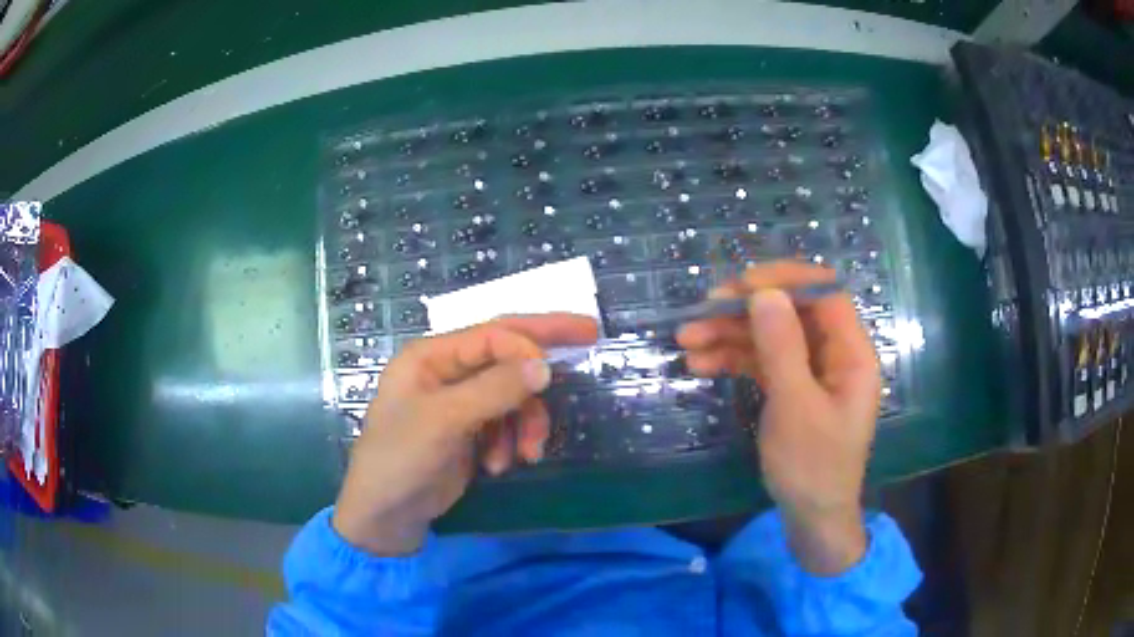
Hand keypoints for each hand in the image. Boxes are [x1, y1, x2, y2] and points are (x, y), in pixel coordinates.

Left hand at [332, 314, 598, 555]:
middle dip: (544, 351)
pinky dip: (513, 442)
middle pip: (506, 353)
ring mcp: (459, 403)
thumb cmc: (400, 459)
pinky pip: (507, 423)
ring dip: (526, 424)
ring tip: (525, 456)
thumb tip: (546, 365)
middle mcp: (446, 372)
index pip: (491, 335)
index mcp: (431, 357)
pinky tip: (499, 466)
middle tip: (591, 333)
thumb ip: (494, 390)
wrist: (385, 515)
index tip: (554, 373)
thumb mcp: (443, 422)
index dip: (527, 345)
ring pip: (513, 395)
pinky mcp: (470, 432)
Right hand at [677, 261, 880, 573]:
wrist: (811, 518)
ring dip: (730, 334)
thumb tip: (763, 292)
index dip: (782, 280)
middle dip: (745, 310)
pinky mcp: (792, 387)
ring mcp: (811, 370)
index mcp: (851, 352)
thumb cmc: (813, 466)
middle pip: (791, 311)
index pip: (823, 292)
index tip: (739, 286)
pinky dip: (733, 359)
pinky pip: (762, 361)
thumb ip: (781, 348)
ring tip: (686, 341)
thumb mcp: (795, 407)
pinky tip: (700, 364)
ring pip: (771, 335)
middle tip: (700, 314)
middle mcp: (834, 353)